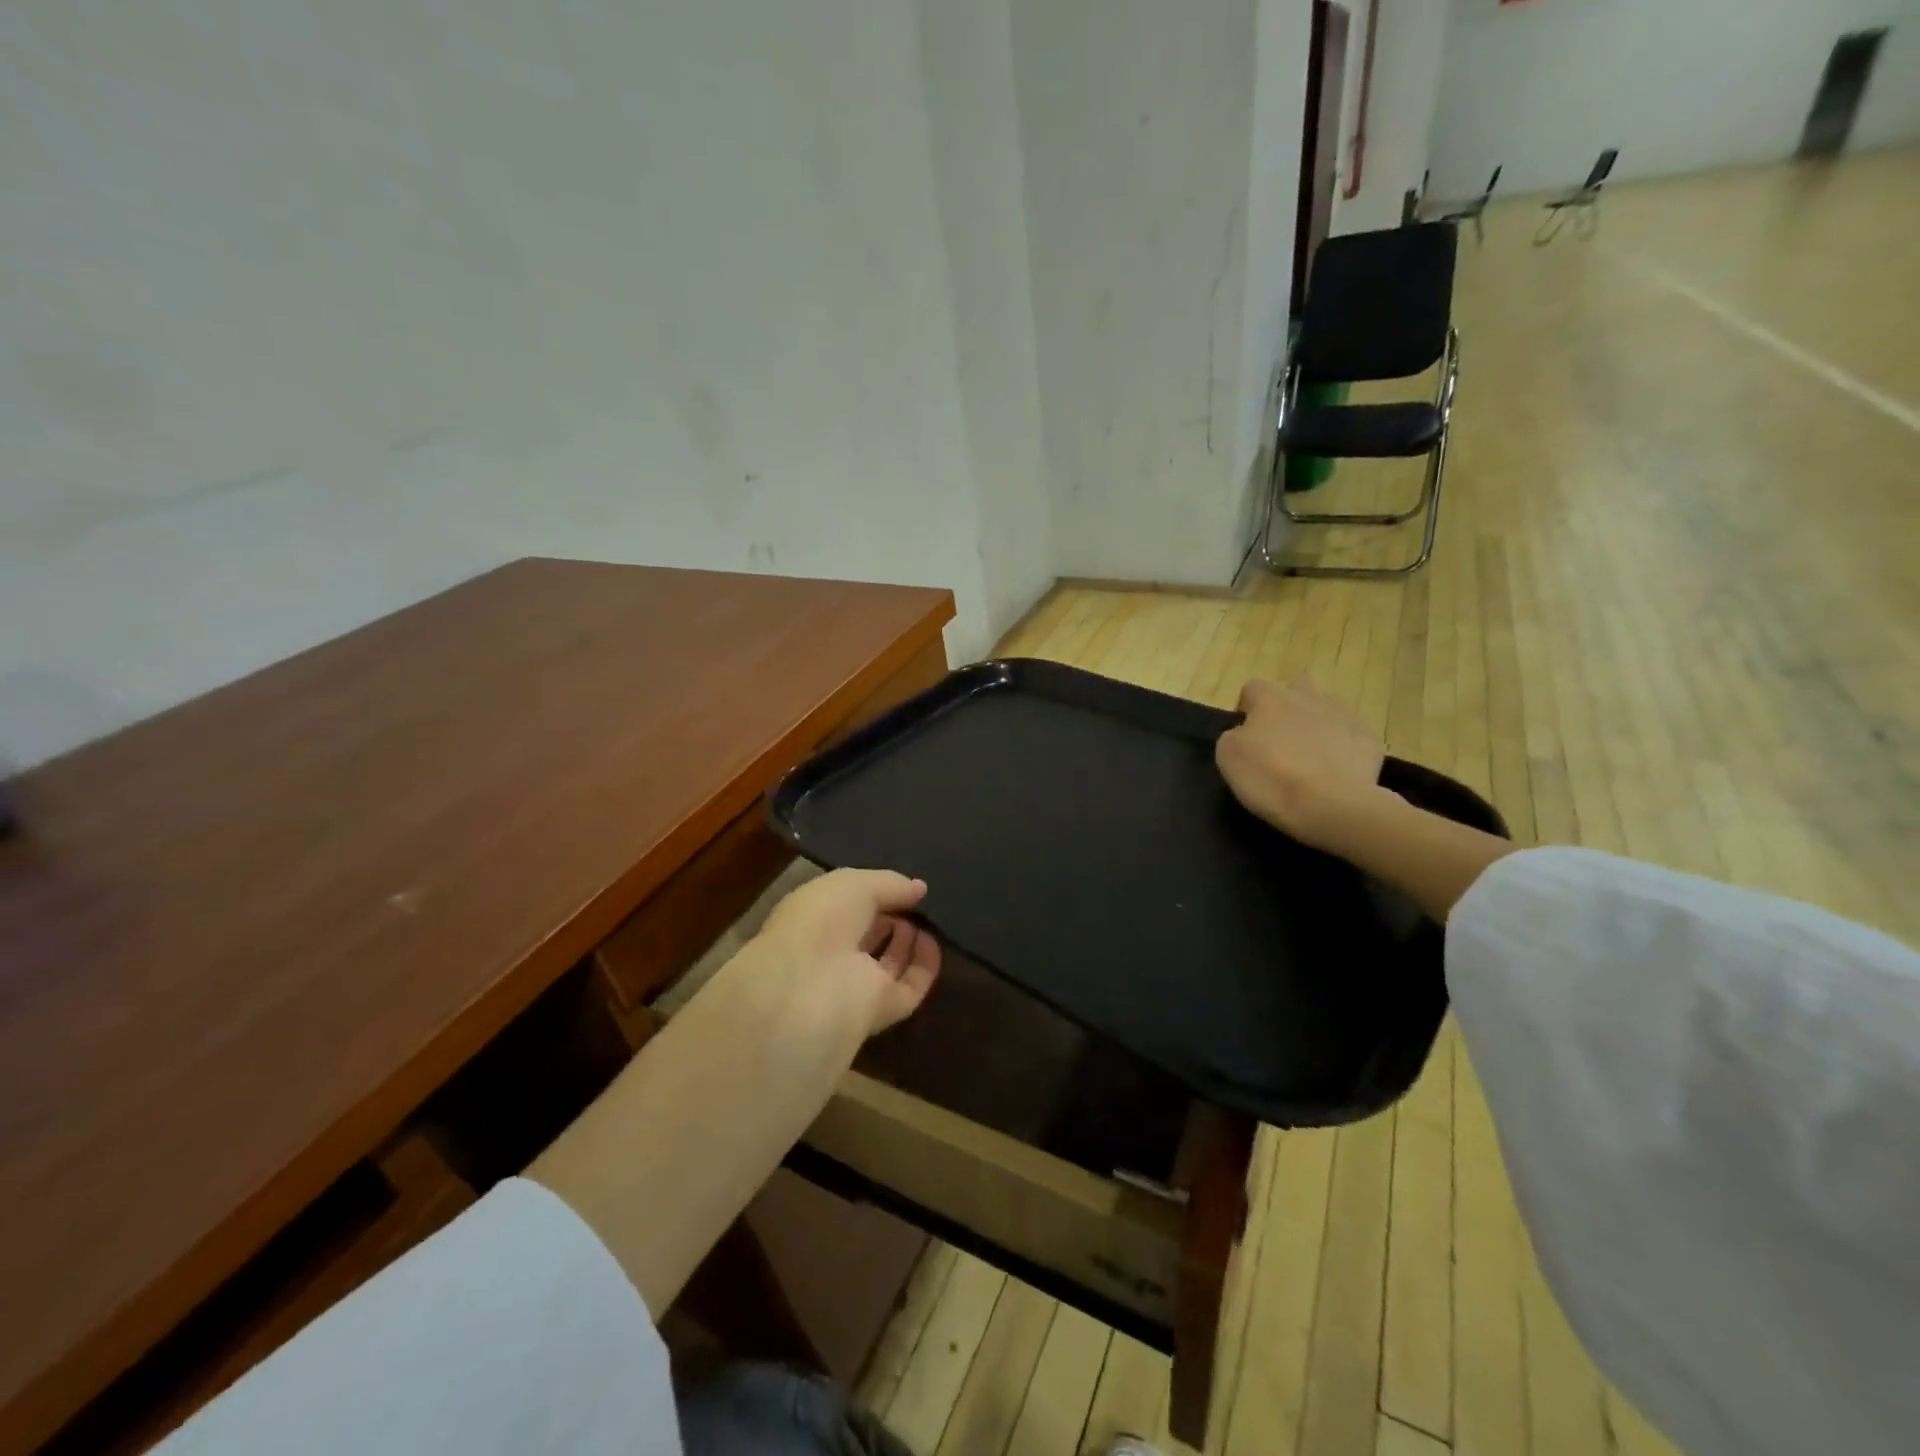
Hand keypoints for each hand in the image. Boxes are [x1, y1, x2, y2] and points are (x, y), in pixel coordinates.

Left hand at [755, 868, 941, 1035]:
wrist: (812, 988)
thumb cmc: (822, 921)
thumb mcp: (855, 884)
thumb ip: (889, 883)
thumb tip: (920, 889)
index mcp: (813, 920)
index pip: (846, 906)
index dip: (873, 893)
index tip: (901, 884)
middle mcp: (832, 953)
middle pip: (867, 934)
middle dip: (892, 916)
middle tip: (917, 901)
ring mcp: (855, 985)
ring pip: (888, 963)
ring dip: (908, 940)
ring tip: (927, 918)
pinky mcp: (880, 1011)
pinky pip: (910, 987)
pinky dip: (925, 966)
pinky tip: (934, 941)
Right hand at [1216, 678, 1385, 849]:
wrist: (1332, 805)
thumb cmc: (1271, 779)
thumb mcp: (1228, 758)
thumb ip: (1233, 736)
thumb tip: (1243, 733)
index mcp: (1270, 700)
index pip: (1252, 688)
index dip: (1247, 708)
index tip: (1246, 733)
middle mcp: (1307, 698)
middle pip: (1296, 687)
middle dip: (1289, 705)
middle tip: (1282, 737)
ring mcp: (1342, 716)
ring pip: (1327, 708)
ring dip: (1317, 723)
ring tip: (1311, 754)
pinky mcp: (1368, 739)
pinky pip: (1350, 735)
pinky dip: (1342, 747)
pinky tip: (1335, 771)